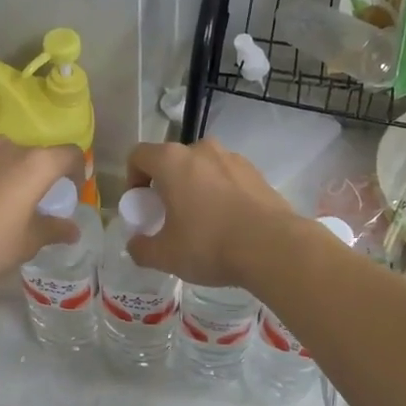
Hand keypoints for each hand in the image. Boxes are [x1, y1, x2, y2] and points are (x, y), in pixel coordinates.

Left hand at [0, 139, 82, 297]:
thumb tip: (72, 230)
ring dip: (8, 177)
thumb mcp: (27, 242)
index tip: (71, 192)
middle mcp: (6, 147)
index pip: (70, 155)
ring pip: (2, 159)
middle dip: (39, 178)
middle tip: (34, 205)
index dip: (77, 172)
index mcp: (34, 164)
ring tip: (0, 207)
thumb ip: (53, 230)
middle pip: (34, 156)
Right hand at [123, 139, 298, 286]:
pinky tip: (229, 223)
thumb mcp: (166, 256)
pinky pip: (227, 178)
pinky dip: (221, 193)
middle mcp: (202, 150)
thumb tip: (136, 244)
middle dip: (165, 185)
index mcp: (172, 161)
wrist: (273, 246)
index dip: (132, 179)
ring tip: (202, 221)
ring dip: (195, 187)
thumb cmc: (210, 244)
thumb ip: (142, 249)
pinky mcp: (256, 172)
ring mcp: (233, 158)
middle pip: (172, 160)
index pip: (138, 156)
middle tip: (169, 216)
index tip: (141, 206)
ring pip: (202, 168)